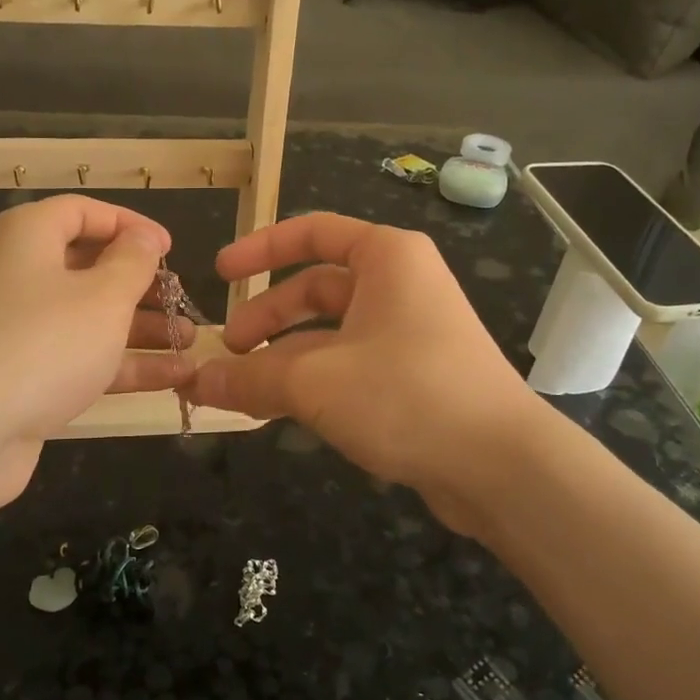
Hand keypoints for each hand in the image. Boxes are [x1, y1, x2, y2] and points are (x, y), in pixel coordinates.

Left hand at [0, 195, 193, 454]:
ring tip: (189, 341)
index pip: (83, 212)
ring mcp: (17, 330)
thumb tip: (142, 238)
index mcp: (27, 237)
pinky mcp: (22, 377)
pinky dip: (121, 364)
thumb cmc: (42, 344)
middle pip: (88, 266)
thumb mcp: (103, 296)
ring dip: (140, 328)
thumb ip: (132, 262)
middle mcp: (18, 275)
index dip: (130, 225)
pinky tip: (173, 377)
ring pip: (87, 317)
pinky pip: (79, 358)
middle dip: (140, 284)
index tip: (171, 250)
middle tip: (182, 300)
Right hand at [183, 213, 534, 526]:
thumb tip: (196, 382)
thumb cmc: (407, 395)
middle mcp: (401, 285)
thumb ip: (250, 378)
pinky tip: (279, 411)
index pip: (312, 232)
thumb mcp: (316, 382)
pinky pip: (349, 364)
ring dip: (284, 357)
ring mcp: (410, 332)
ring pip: (330, 333)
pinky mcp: (415, 376)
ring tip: (244, 390)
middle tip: (228, 350)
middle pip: (316, 288)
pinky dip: (313, 381)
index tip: (220, 273)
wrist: (503, 467)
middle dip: (267, 317)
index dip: (260, 248)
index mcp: (386, 258)